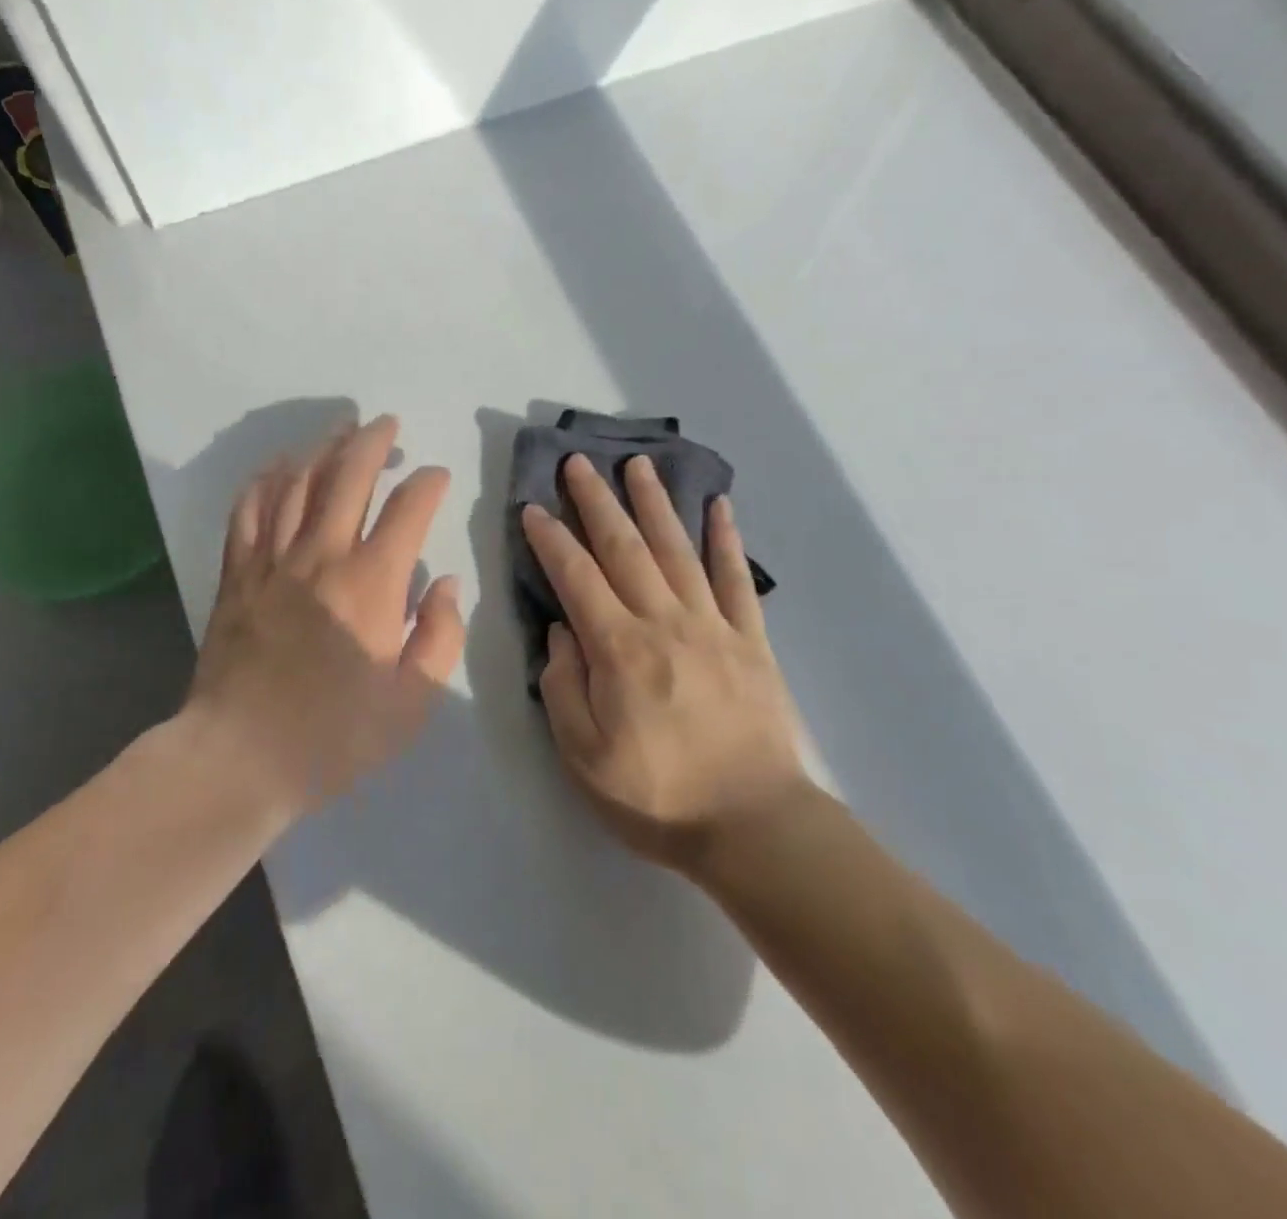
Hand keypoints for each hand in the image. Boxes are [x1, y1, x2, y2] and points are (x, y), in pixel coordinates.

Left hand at [187, 415, 464, 817]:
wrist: (240, 757)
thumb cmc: (335, 735)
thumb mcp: (413, 701)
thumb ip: (441, 636)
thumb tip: (446, 583)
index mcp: (372, 583)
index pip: (408, 508)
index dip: (428, 483)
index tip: (437, 477)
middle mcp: (322, 555)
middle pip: (348, 475)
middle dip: (373, 441)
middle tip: (388, 425)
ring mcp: (273, 560)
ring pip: (298, 481)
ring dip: (323, 448)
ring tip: (341, 430)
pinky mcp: (237, 573)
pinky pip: (249, 509)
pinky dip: (266, 479)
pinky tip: (279, 466)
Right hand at [521, 454, 807, 873]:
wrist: (753, 825)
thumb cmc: (657, 797)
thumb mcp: (584, 756)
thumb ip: (563, 687)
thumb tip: (561, 630)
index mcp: (619, 650)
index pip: (576, 578)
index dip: (551, 539)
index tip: (532, 507)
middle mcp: (664, 622)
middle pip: (625, 548)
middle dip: (597, 501)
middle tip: (579, 462)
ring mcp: (712, 625)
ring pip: (677, 549)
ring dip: (654, 502)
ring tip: (639, 464)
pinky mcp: (750, 639)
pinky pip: (735, 578)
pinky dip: (727, 538)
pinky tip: (719, 505)